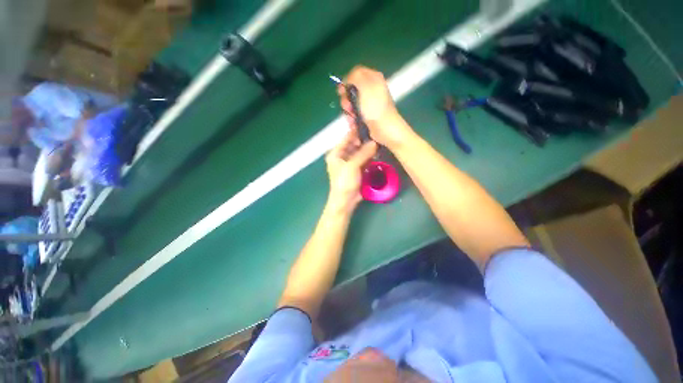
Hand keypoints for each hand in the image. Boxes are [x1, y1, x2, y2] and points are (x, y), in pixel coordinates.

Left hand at [325, 129, 376, 212]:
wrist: (345, 200)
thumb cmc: (344, 182)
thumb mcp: (352, 166)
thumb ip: (363, 153)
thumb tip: (374, 142)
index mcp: (336, 154)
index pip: (346, 138)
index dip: (355, 131)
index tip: (367, 124)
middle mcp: (342, 157)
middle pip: (353, 145)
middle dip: (364, 140)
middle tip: (376, 133)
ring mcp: (349, 163)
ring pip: (359, 152)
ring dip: (367, 149)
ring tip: (378, 141)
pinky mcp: (356, 170)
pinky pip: (363, 160)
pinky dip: (369, 157)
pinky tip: (377, 152)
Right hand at [338, 66, 413, 148]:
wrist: (384, 129)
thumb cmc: (375, 108)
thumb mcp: (365, 86)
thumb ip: (355, 76)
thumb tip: (347, 79)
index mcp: (373, 78)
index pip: (355, 73)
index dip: (346, 81)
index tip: (342, 91)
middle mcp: (371, 89)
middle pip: (351, 90)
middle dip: (346, 99)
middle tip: (348, 106)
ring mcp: (369, 104)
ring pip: (352, 103)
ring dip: (348, 111)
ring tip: (352, 117)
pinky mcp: (367, 115)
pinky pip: (355, 114)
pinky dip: (352, 118)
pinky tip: (354, 123)